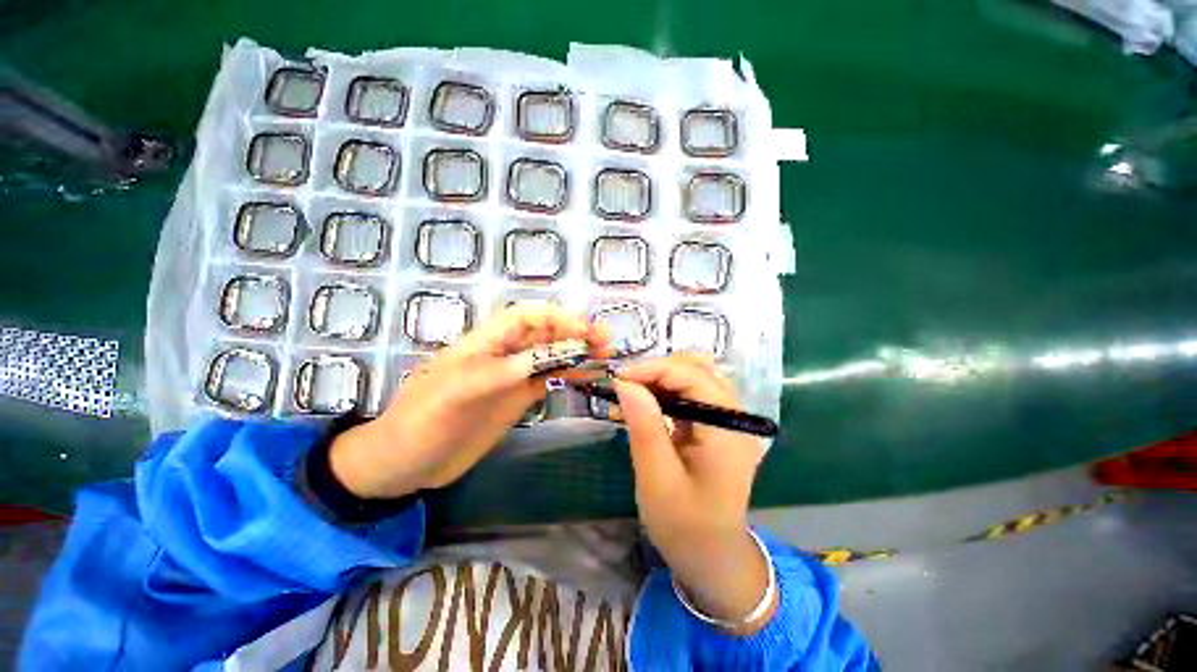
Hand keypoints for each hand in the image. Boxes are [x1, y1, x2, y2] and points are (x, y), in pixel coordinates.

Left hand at [329, 303, 609, 498]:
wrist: (405, 463)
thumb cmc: (420, 423)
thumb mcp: (454, 394)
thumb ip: (497, 373)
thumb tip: (542, 357)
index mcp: (483, 344)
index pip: (525, 317)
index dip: (556, 317)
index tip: (584, 330)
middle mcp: (503, 355)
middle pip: (544, 333)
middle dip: (574, 331)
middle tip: (605, 340)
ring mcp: (513, 377)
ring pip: (550, 355)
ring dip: (576, 352)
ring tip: (604, 356)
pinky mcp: (517, 398)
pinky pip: (548, 379)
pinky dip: (569, 375)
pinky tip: (587, 377)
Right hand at [613, 353, 774, 633]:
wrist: (712, 557)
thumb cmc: (684, 525)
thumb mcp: (657, 479)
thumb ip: (644, 427)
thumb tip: (625, 383)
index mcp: (727, 430)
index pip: (693, 376)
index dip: (654, 369)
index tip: (618, 378)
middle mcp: (735, 416)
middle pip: (699, 368)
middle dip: (658, 370)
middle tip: (625, 385)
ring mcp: (728, 420)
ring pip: (695, 376)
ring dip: (661, 378)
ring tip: (631, 393)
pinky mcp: (716, 425)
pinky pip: (692, 394)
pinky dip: (666, 391)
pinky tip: (644, 404)